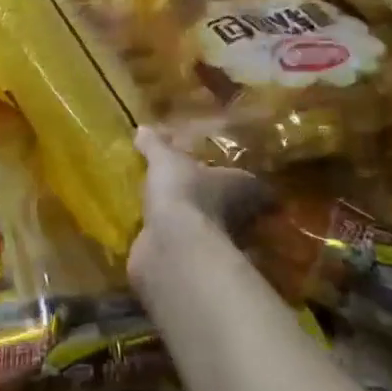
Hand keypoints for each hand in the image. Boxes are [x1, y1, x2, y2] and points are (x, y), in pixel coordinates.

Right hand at [129, 127, 270, 291]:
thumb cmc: (183, 193)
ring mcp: (216, 243)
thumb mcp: (165, 160)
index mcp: (237, 187)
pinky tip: (156, 235)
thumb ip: (156, 145)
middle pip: (232, 208)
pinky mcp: (193, 262)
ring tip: (167, 211)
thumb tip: (143, 128)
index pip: (248, 181)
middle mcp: (235, 217)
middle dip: (214, 201)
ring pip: (208, 229)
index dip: (240, 178)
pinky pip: (185, 248)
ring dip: (192, 223)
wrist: (173, 246)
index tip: (225, 173)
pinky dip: (173, 242)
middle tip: (191, 190)